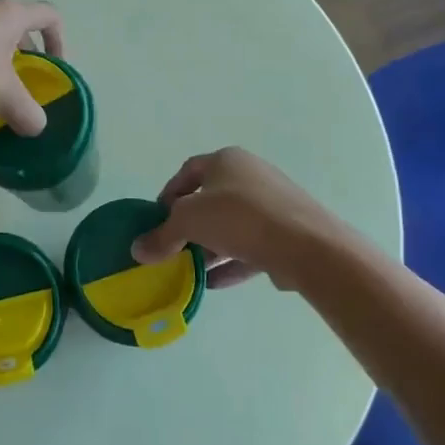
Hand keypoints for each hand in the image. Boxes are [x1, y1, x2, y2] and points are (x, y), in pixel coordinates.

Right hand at [131, 147, 349, 289]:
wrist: (307, 245)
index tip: (156, 220)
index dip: (168, 194)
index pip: (188, 172)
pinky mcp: (288, 232)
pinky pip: (251, 245)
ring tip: (191, 270)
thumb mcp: (189, 222)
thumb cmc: (239, 218)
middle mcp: (251, 175)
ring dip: (209, 247)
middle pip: (210, 199)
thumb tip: (137, 250)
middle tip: (173, 248)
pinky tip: (214, 283)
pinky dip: (231, 262)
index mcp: (226, 160)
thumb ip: (162, 235)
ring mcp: (273, 204)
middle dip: (189, 226)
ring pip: (231, 225)